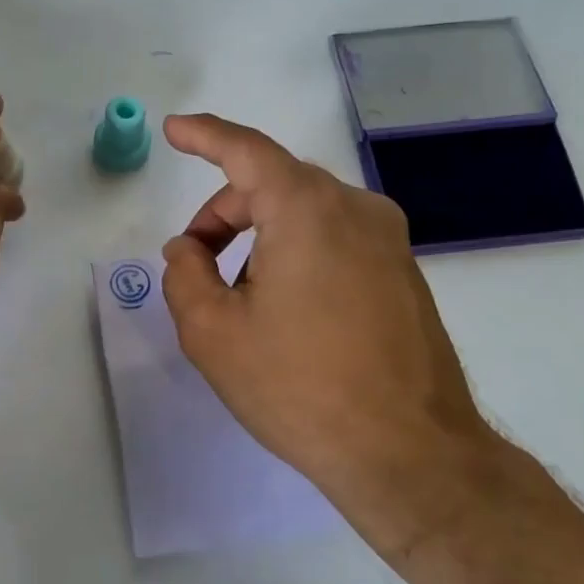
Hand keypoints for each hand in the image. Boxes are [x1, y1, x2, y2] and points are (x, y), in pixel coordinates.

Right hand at [159, 114, 514, 550]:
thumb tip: (188, 249)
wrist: (409, 453)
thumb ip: (185, 275)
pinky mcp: (404, 273)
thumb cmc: (299, 386)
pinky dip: (296, 254)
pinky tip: (286, 313)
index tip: (174, 130)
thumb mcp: (213, 332)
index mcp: (307, 209)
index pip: (246, 151)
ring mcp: (389, 241)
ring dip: (260, 237)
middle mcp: (355, 209)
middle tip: (194, 262)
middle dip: (224, 212)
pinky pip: (336, 240)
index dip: (204, 135)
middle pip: (274, 185)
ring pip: (306, 213)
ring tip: (240, 300)